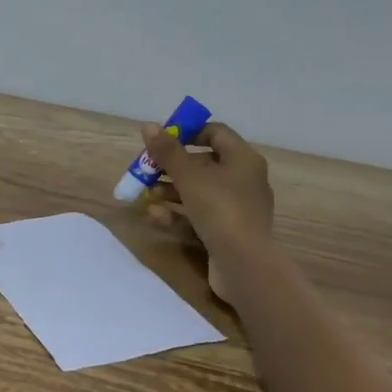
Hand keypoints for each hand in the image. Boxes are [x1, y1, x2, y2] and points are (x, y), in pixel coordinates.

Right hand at [140, 121, 273, 303]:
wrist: (244, 264)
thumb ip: (168, 152)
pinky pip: (199, 216)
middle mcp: (244, 180)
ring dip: (171, 191)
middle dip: (172, 167)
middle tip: (146, 170)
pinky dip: (178, 214)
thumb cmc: (220, 210)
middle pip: (203, 164)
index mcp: (243, 159)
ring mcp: (236, 208)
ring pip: (199, 192)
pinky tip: (155, 216)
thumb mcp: (189, 177)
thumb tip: (149, 126)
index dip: (187, 133)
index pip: (215, 133)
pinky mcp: (227, 232)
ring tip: (146, 194)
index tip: (161, 140)